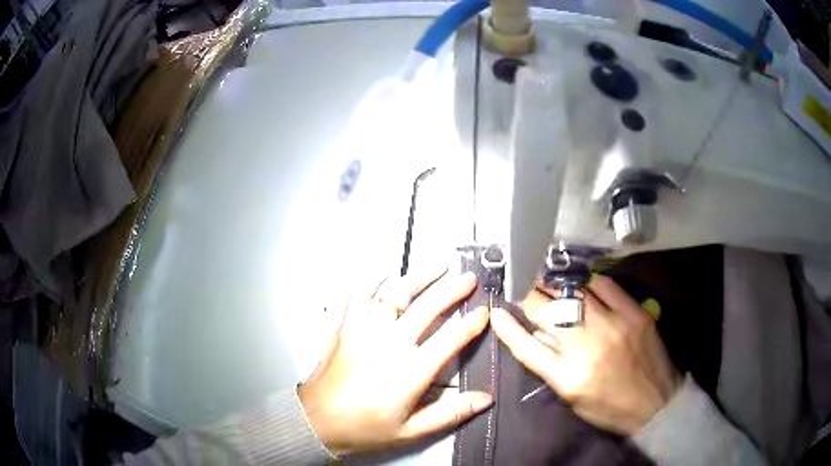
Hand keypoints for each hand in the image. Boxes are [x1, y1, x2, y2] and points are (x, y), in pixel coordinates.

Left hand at [298, 268, 491, 455]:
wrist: (318, 421)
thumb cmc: (366, 428)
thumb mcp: (412, 431)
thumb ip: (451, 413)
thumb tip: (487, 399)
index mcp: (411, 372)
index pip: (450, 340)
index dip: (472, 324)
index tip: (485, 311)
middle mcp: (390, 344)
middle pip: (427, 307)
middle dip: (452, 289)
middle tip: (469, 278)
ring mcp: (365, 331)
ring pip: (395, 294)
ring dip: (419, 277)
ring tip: (438, 267)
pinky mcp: (346, 328)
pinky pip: (360, 296)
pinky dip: (373, 281)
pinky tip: (385, 272)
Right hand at [491, 275, 680, 434]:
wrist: (655, 404)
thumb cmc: (608, 407)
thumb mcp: (571, 396)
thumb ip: (549, 364)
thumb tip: (535, 332)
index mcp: (566, 377)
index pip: (526, 346)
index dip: (507, 325)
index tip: (497, 309)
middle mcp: (587, 348)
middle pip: (548, 312)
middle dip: (530, 296)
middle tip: (523, 287)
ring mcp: (613, 326)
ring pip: (574, 293)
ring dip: (555, 285)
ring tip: (548, 280)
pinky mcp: (634, 314)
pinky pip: (605, 285)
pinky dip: (588, 282)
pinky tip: (582, 283)